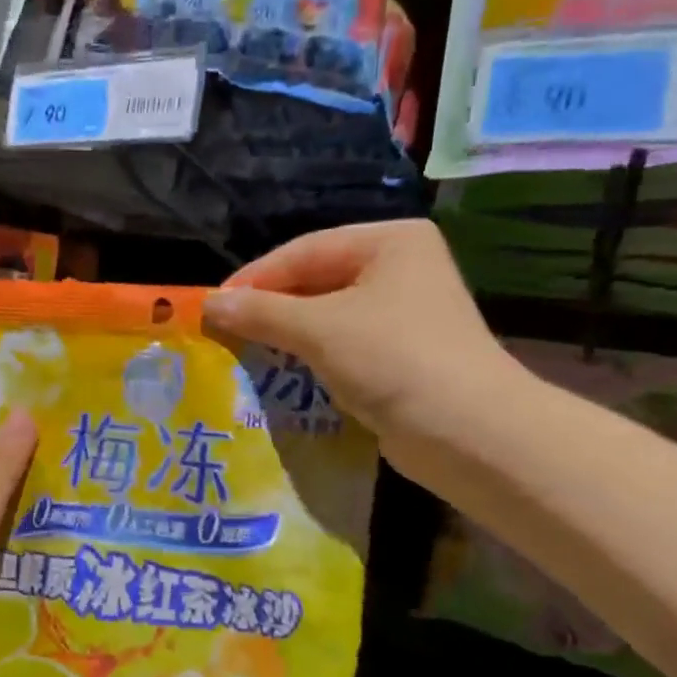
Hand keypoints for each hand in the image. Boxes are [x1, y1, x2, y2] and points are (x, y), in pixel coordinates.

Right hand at [203, 220, 528, 485]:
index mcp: (389, 242)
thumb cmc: (394, 359)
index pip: (304, 251)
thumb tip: (208, 304)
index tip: (211, 305)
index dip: (254, 278)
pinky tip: (278, 371)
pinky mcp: (398, 355)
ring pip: (325, 316)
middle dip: (269, 308)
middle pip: (315, 281)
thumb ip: (261, 312)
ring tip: (240, 350)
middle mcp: (399, 269)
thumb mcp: (319, 329)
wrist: (469, 434)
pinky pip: (340, 345)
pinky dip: (309, 356)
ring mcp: (402, 314)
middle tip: (222, 330)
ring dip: (285, 334)